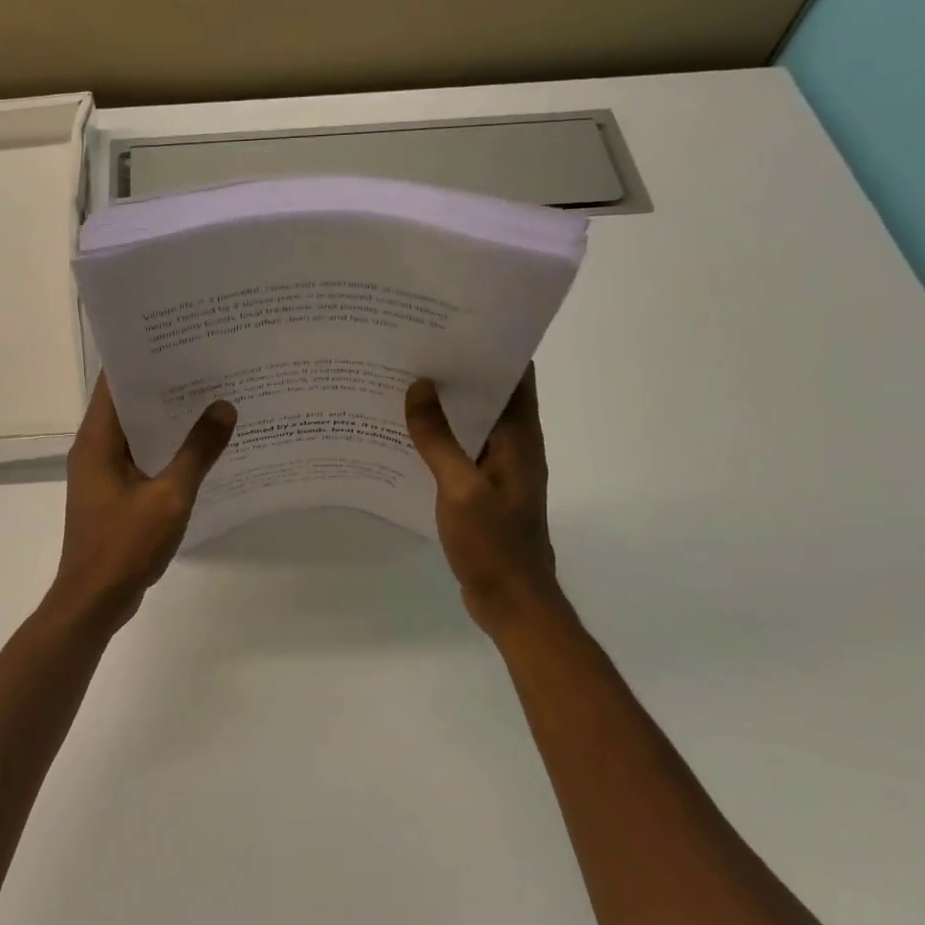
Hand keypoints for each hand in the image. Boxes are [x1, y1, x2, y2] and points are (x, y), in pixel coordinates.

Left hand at [50, 378, 236, 631]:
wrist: (95, 600)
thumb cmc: (125, 545)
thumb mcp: (170, 496)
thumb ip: (198, 452)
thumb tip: (224, 407)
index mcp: (97, 440)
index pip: (113, 381)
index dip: (143, 356)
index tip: (179, 340)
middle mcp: (94, 448)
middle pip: (127, 403)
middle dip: (163, 385)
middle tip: (207, 365)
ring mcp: (102, 472)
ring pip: (136, 432)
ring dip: (166, 419)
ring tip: (210, 398)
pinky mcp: (113, 493)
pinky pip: (140, 458)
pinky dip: (164, 449)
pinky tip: (199, 448)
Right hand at [405, 366, 566, 631]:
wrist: (512, 601)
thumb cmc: (494, 543)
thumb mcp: (460, 488)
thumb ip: (438, 438)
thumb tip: (420, 386)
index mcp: (520, 437)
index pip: (517, 374)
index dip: (492, 345)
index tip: (454, 322)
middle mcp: (514, 445)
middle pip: (492, 394)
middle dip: (460, 370)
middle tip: (416, 346)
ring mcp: (499, 469)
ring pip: (473, 423)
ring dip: (447, 405)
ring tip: (404, 381)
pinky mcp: (483, 490)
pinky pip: (461, 451)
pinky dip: (439, 438)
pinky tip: (405, 434)